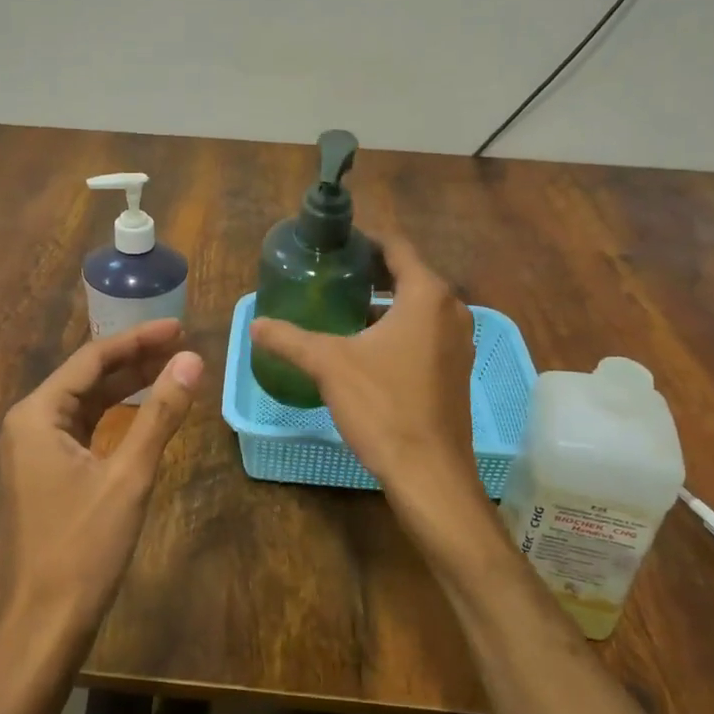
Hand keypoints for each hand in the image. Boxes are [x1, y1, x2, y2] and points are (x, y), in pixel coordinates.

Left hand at [0, 319, 203, 657]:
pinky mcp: (47, 471)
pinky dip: (116, 415)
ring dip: (128, 386)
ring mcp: (35, 448)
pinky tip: (145, 411)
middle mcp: (30, 422)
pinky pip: (84, 427)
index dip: (138, 339)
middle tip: (183, 345)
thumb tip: (193, 360)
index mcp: (38, 414)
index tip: (179, 328)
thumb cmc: (84, 546)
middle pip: (88, 377)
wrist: (46, 622)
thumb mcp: (129, 475)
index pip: (92, 359)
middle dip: (135, 360)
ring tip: (172, 370)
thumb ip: (160, 414)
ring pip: (88, 402)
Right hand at [249, 237, 502, 573]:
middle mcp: (451, 310)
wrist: (429, 472)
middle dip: (371, 272)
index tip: (335, 244)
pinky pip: (426, 333)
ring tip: (343, 307)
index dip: (365, 241)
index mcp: (426, 295)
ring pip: (418, 307)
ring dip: (385, 302)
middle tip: (331, 274)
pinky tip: (366, 346)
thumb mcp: (328, 365)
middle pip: (408, 275)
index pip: (397, 247)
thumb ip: (289, 339)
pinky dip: (399, 328)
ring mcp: (459, 342)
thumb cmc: (382, 406)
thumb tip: (254, 324)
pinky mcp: (456, 370)